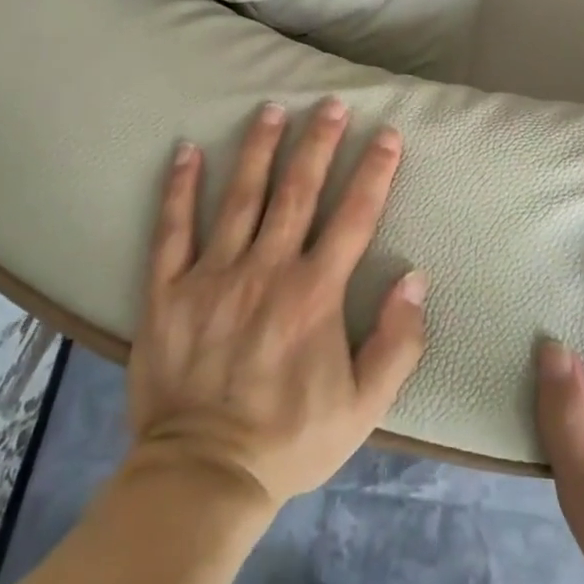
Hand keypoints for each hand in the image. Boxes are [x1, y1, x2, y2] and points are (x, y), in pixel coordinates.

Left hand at [128, 98, 428, 506]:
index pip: (354, 216)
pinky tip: (186, 149)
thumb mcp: (364, 407)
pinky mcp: (168, 291)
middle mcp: (266, 270)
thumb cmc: (289, 440)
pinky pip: (172, 230)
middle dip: (319, 142)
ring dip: (259, 148)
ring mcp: (214, 275)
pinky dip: (179, 187)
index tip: (387, 134)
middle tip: (331, 103)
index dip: (375, 171)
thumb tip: (415, 277)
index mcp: (314, 293)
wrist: (201, 480)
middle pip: (298, 191)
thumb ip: (397, 342)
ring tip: (272, 108)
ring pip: (241, 196)